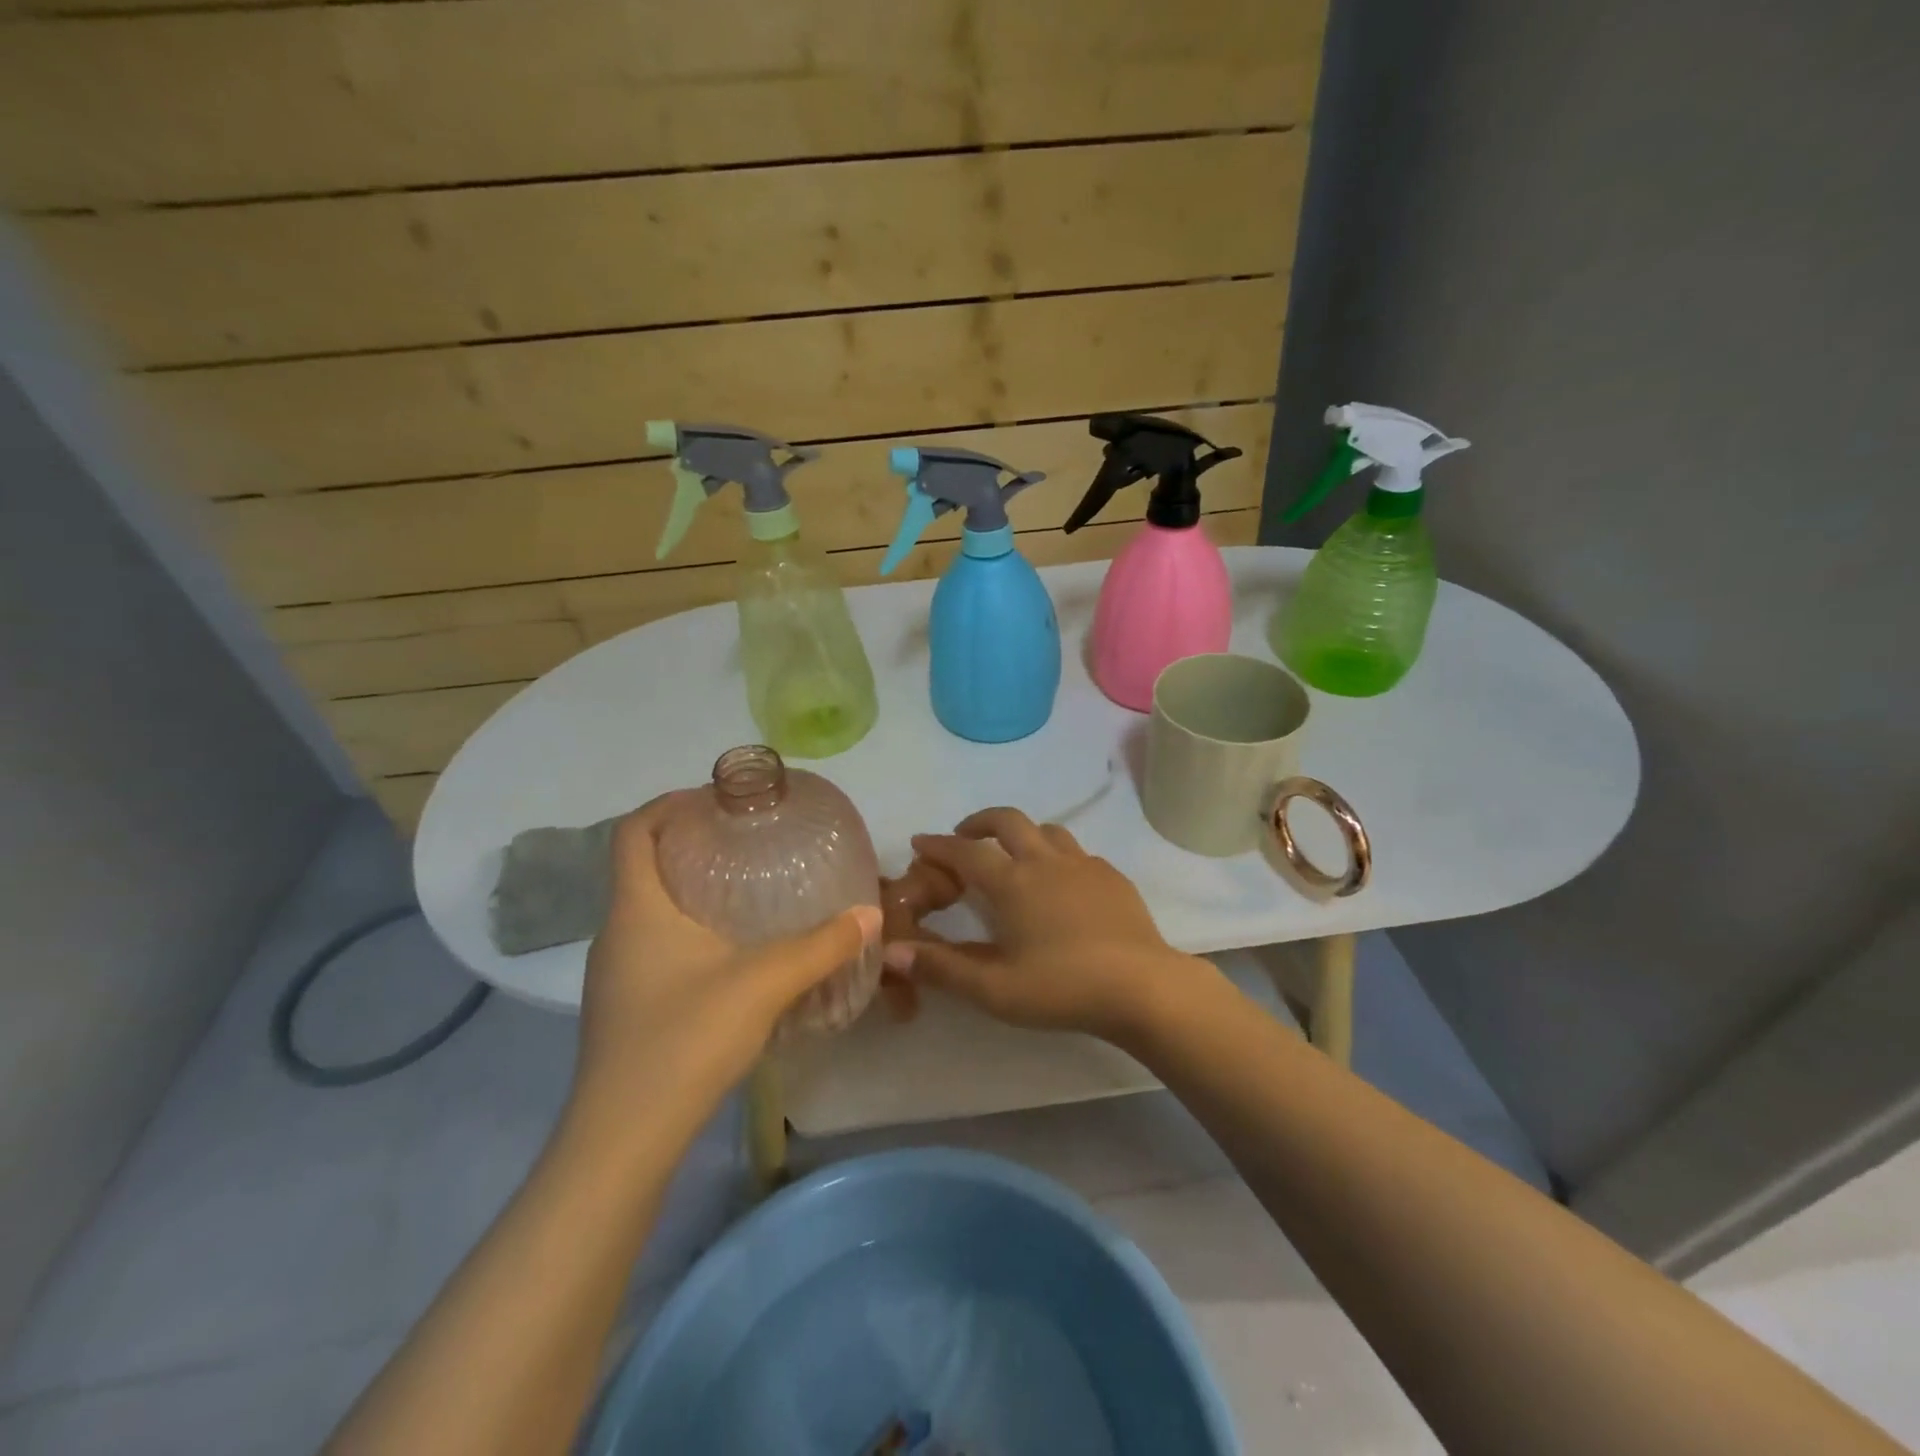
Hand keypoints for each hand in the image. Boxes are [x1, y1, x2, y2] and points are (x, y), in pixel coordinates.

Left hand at [574, 794, 880, 1124]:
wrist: (623, 1140)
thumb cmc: (684, 1040)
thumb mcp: (764, 983)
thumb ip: (821, 946)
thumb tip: (870, 915)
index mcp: (636, 909)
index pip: (634, 831)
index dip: (669, 804)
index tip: (716, 800)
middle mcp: (617, 933)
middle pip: (644, 866)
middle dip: (691, 845)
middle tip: (747, 841)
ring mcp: (616, 974)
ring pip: (651, 910)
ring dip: (692, 890)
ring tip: (748, 890)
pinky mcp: (627, 1007)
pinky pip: (657, 945)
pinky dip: (691, 930)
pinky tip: (734, 954)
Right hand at [884, 807, 1219, 1041]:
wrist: (1142, 987)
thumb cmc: (1062, 988)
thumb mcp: (994, 989)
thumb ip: (942, 968)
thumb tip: (891, 952)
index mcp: (1012, 882)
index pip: (964, 852)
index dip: (938, 845)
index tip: (920, 842)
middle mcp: (1045, 861)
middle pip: (1007, 821)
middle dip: (979, 822)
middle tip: (964, 836)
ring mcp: (1084, 864)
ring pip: (1047, 830)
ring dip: (1022, 834)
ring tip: (1014, 855)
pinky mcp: (1112, 877)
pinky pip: (1077, 853)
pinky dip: (1057, 856)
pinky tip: (1062, 882)